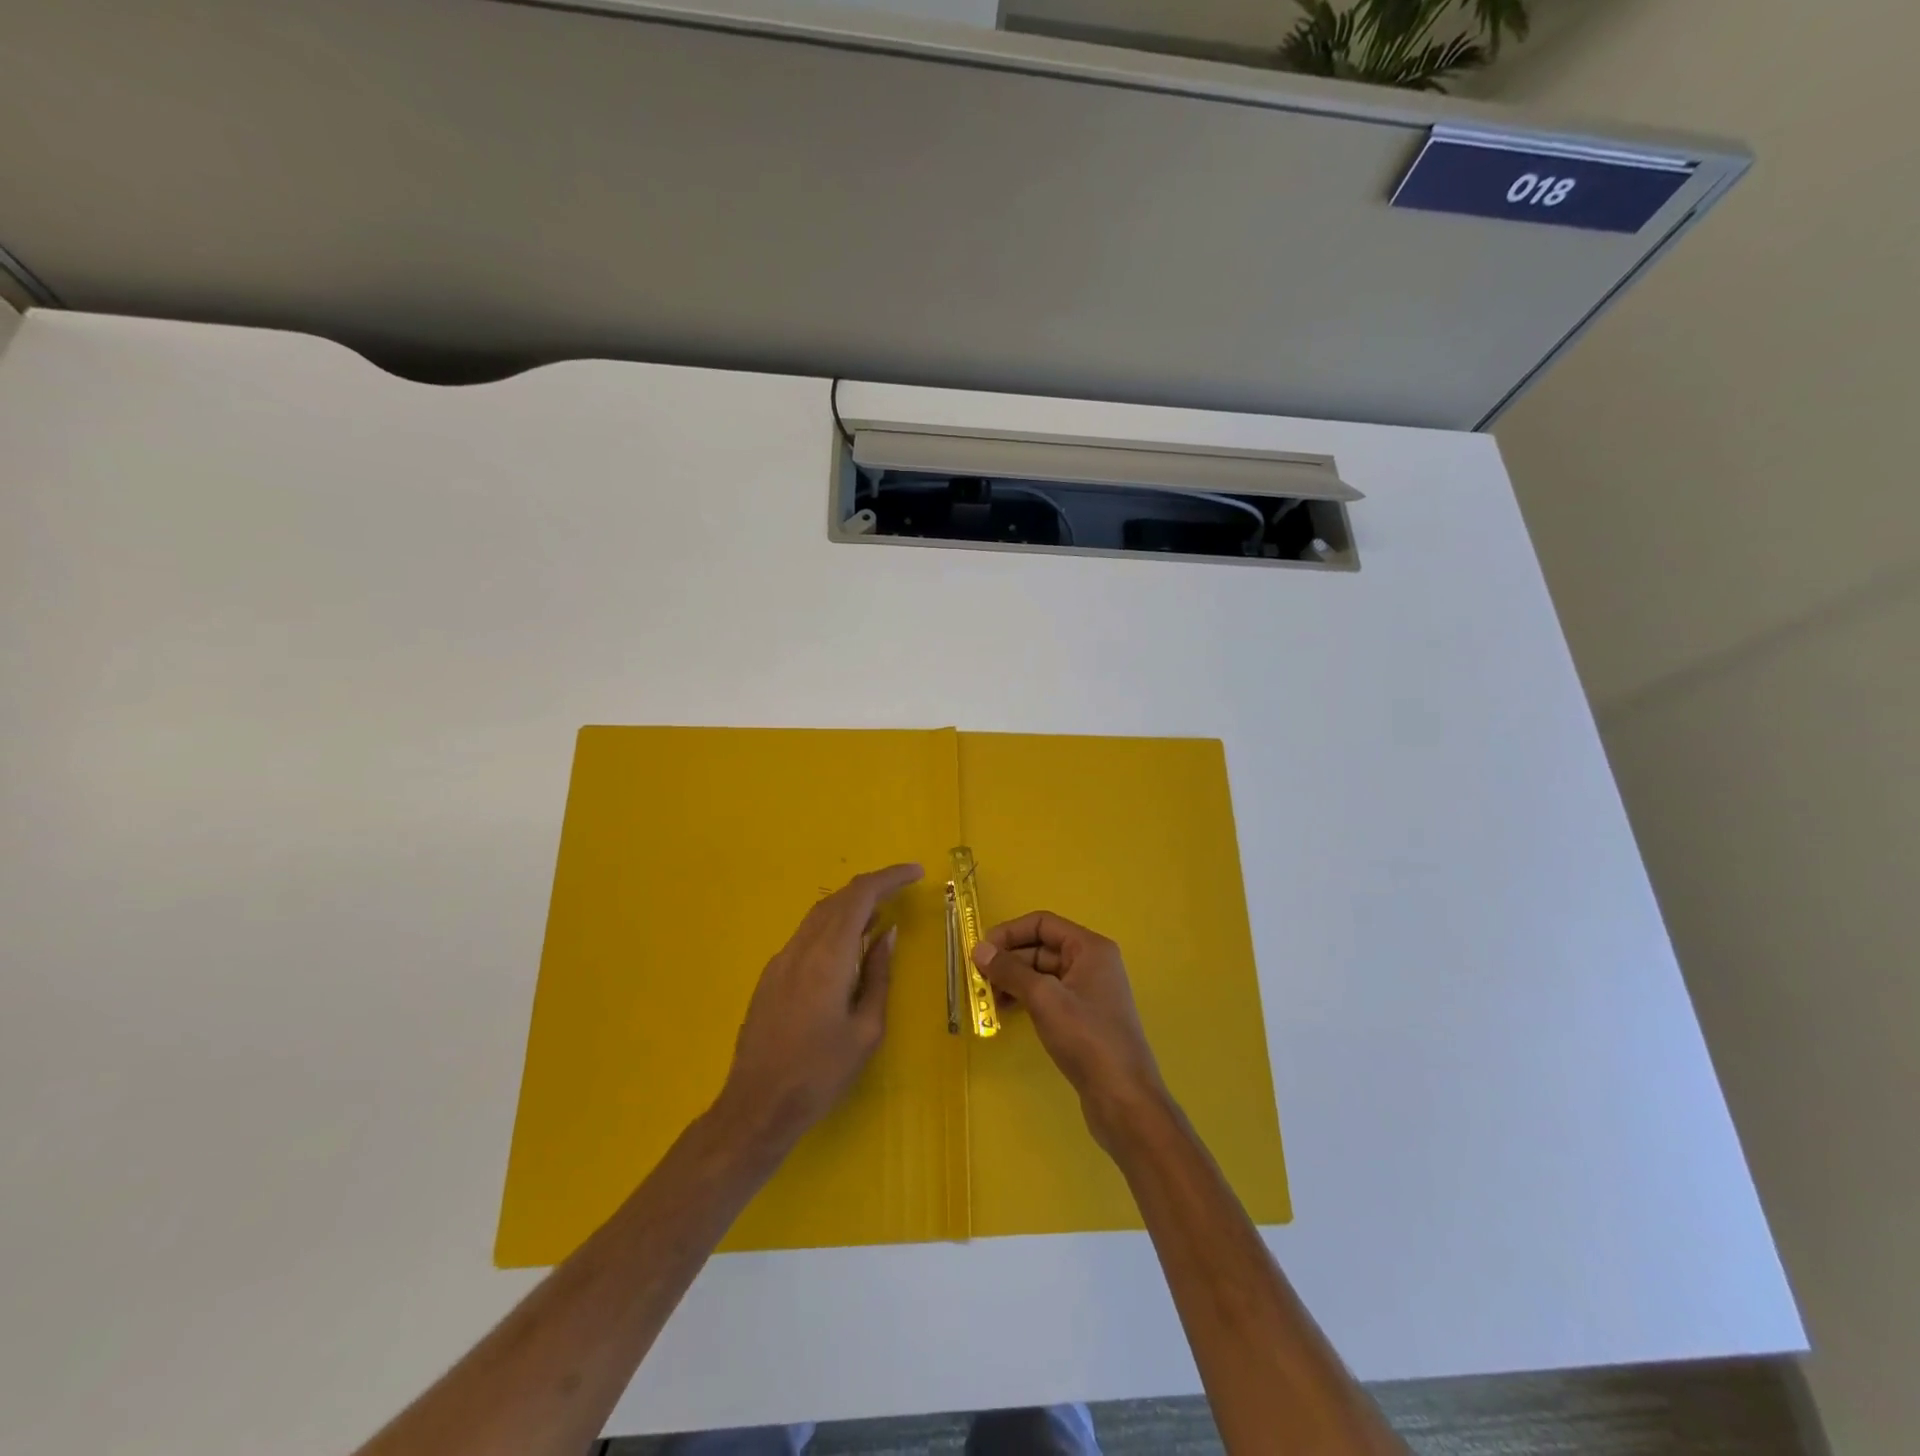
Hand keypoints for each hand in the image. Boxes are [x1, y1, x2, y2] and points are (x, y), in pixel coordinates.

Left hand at [717, 863, 923, 1149]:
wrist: (757, 1105)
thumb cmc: (820, 1073)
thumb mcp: (866, 1030)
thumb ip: (877, 975)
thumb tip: (887, 935)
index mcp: (828, 957)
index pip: (860, 896)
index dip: (889, 877)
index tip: (916, 872)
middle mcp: (801, 948)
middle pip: (838, 899)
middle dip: (872, 887)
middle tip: (903, 889)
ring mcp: (781, 960)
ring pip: (820, 915)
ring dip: (851, 906)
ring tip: (880, 916)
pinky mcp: (771, 976)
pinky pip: (807, 935)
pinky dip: (833, 927)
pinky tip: (847, 947)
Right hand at [973, 912, 1168, 1152]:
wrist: (1124, 1098)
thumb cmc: (1087, 1038)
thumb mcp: (1044, 999)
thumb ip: (1010, 971)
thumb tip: (979, 949)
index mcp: (1090, 948)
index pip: (1042, 923)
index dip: (1009, 933)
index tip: (980, 952)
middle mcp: (1092, 963)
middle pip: (1041, 947)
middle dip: (1008, 960)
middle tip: (978, 980)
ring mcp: (1089, 991)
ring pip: (1042, 973)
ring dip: (1014, 981)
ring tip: (987, 1000)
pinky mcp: (1083, 1018)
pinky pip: (1049, 995)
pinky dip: (1026, 999)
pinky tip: (1007, 1013)